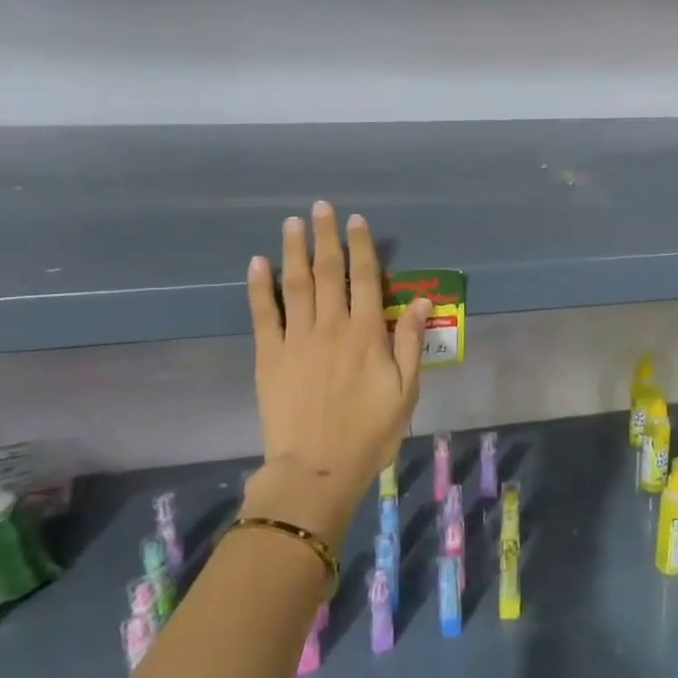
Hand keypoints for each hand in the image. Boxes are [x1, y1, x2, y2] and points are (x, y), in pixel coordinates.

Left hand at [241, 202, 429, 543]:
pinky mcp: (268, 356)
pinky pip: (263, 314)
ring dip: (294, 250)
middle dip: (326, 237)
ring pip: (295, 284)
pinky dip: (259, 287)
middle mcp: (331, 326)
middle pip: (329, 271)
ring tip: (292, 223)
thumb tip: (421, 299)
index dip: (362, 246)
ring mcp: (296, 339)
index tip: (357, 221)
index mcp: (366, 333)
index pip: (365, 278)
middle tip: (320, 208)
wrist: (316, 469)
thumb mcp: (406, 389)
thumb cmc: (370, 431)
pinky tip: (257, 263)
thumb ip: (410, 341)